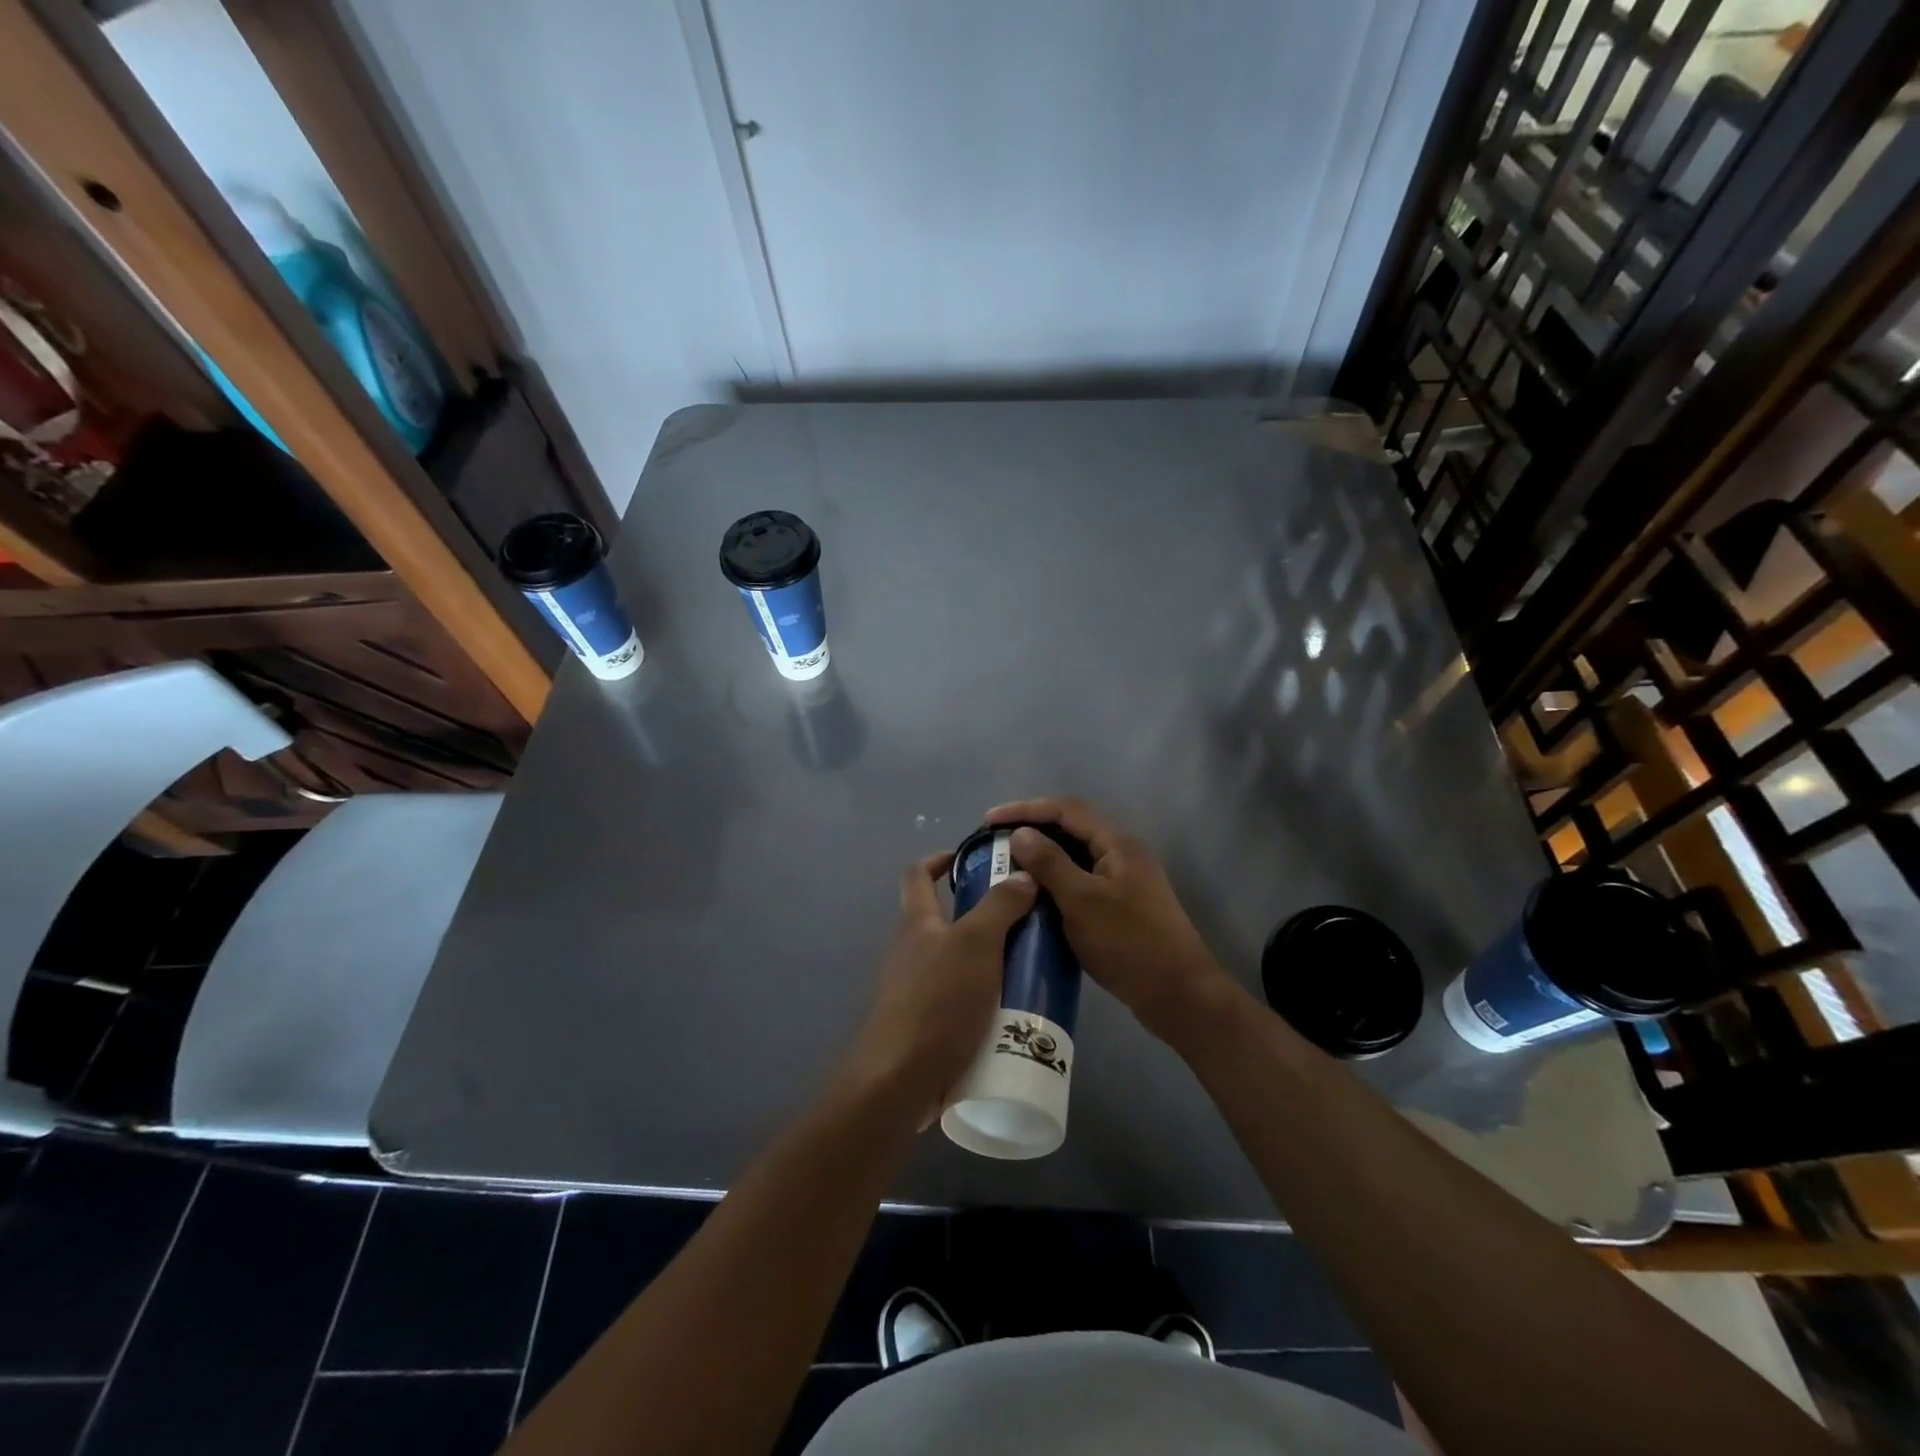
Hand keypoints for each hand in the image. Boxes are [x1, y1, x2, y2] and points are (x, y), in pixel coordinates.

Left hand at [841, 851, 1037, 1127]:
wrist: (900, 1080)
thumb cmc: (937, 1001)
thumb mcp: (976, 944)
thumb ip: (1000, 907)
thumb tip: (1022, 874)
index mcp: (917, 923)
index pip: (918, 874)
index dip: (941, 859)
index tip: (975, 858)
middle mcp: (911, 951)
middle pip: (945, 919)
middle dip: (983, 915)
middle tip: (1025, 919)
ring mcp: (915, 990)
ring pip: (957, 962)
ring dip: (989, 959)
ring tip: (1030, 965)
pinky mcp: (925, 1025)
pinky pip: (960, 999)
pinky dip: (985, 997)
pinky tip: (1015, 1010)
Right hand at [987, 797, 1245, 1046]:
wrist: (1178, 994)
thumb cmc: (1129, 943)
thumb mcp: (1082, 901)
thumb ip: (1050, 863)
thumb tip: (1021, 833)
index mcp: (1117, 843)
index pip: (1066, 809)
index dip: (1026, 809)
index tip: (989, 820)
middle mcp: (1122, 853)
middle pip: (1072, 827)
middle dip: (1033, 828)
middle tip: (997, 840)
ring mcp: (1123, 880)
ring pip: (1076, 855)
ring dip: (1043, 855)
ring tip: (1009, 865)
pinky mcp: (1121, 904)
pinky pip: (1081, 879)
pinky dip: (1055, 880)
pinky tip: (1035, 895)